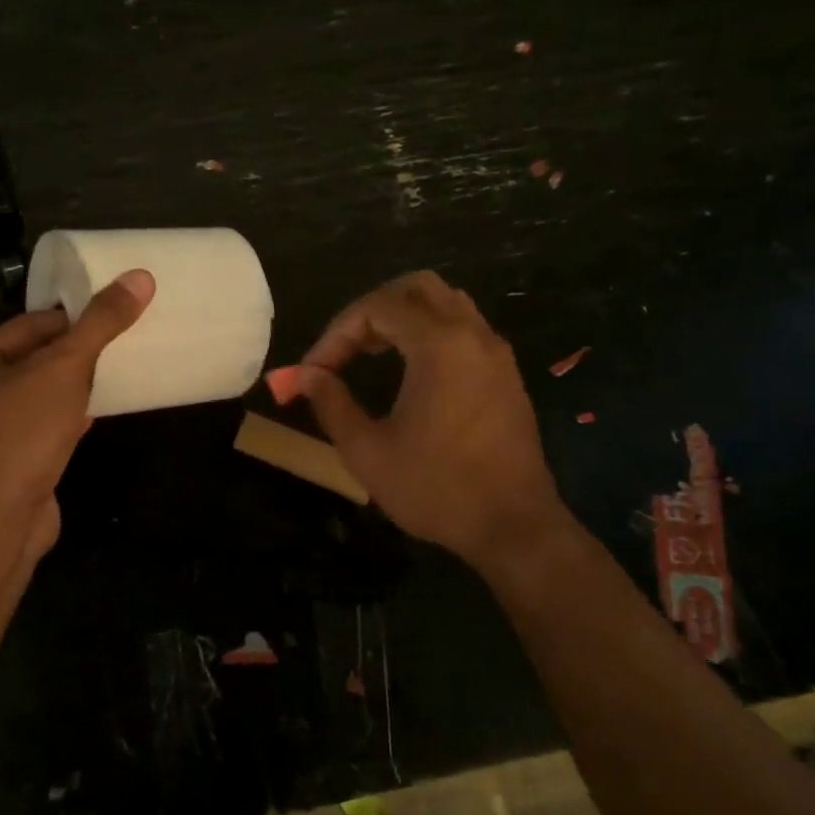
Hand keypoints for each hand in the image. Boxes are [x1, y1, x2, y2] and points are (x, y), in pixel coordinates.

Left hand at [0, 271, 153, 559]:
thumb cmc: (21, 431)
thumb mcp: (64, 368)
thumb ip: (99, 324)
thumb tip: (140, 277)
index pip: (27, 325)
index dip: (71, 319)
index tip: (112, 316)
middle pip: (31, 361)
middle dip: (73, 355)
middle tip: (118, 346)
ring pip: (37, 398)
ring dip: (71, 389)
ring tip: (113, 376)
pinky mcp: (7, 466)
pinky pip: (40, 431)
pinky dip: (66, 421)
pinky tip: (95, 415)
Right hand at [294, 272, 564, 561]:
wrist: (512, 526)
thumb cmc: (435, 488)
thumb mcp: (366, 450)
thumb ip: (331, 402)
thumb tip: (301, 375)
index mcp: (439, 346)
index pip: (376, 308)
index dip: (335, 334)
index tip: (313, 373)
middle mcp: (473, 335)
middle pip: (417, 288)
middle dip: (371, 310)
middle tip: (346, 349)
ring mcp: (496, 353)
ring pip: (447, 303)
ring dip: (404, 317)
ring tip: (373, 353)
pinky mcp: (507, 375)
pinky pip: (466, 328)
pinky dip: (432, 332)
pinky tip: (412, 372)